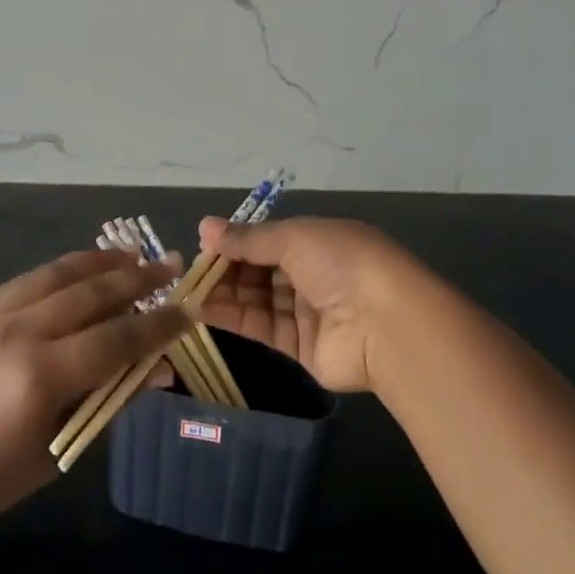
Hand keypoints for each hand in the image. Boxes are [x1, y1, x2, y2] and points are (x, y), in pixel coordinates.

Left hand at [0, 250, 188, 534]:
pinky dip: (65, 268)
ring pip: (61, 273)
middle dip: (138, 280)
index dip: (158, 325)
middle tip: (172, 266)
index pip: (117, 339)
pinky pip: (33, 277)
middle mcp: (21, 331)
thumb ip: (109, 401)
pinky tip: (85, 266)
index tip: (189, 311)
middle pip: (93, 294)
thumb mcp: (58, 448)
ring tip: (135, 255)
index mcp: (42, 376)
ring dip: (102, 262)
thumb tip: (160, 371)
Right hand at [194, 216, 428, 394]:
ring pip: (257, 298)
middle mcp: (313, 274)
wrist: (386, 326)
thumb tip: (204, 227)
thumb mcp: (293, 238)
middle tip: (191, 269)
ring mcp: (308, 311)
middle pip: (260, 269)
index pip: (268, 239)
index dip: (237, 240)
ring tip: (188, 289)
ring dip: (224, 292)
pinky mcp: (301, 346)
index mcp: (318, 241)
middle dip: (226, 267)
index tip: (204, 243)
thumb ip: (247, 238)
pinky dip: (232, 317)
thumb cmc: (341, 264)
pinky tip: (201, 309)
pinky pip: (261, 327)